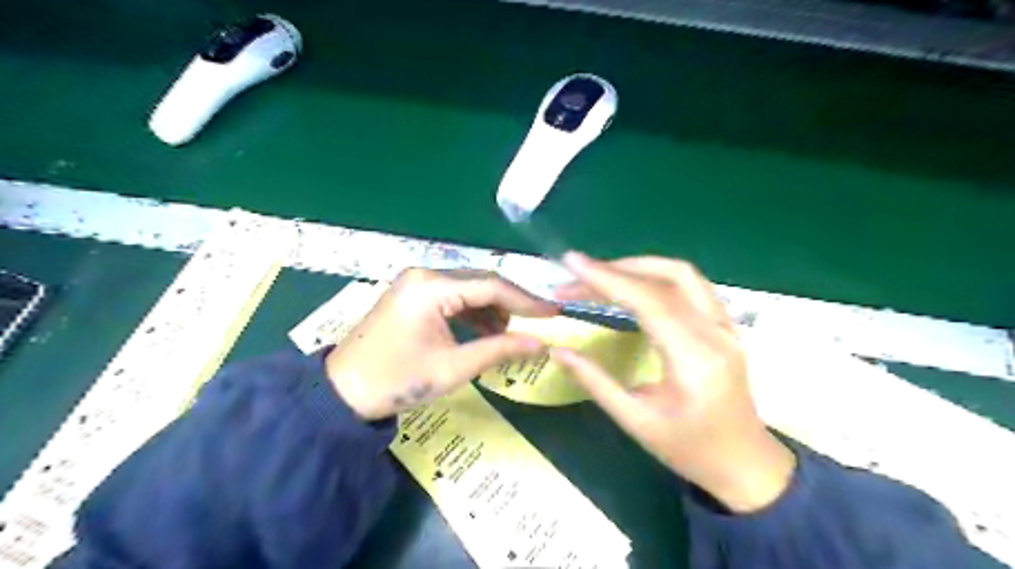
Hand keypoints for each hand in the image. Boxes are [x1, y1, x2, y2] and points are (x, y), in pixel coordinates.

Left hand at [327, 269, 553, 419]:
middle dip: (512, 304)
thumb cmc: (396, 381)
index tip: (554, 313)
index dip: (526, 300)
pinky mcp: (412, 293)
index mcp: (431, 287)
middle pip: (481, 282)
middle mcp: (424, 274)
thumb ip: (499, 350)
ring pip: (468, 288)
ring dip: (492, 308)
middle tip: (539, 323)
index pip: (491, 285)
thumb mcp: (453, 368)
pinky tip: (485, 331)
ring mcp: (416, 282)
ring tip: (509, 335)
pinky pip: (453, 295)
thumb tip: (542, 344)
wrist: (342, 392)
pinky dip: (473, 312)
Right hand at [552, 251, 795, 509]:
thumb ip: (595, 382)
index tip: (572, 262)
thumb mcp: (636, 422)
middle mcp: (715, 333)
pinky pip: (693, 286)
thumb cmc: (690, 450)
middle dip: (618, 269)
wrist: (745, 464)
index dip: (607, 278)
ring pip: (683, 275)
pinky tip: (635, 285)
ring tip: (602, 275)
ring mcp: (726, 326)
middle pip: (668, 277)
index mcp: (694, 360)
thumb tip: (558, 351)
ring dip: (640, 267)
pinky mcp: (726, 326)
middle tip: (578, 275)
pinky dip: (658, 276)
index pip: (649, 301)